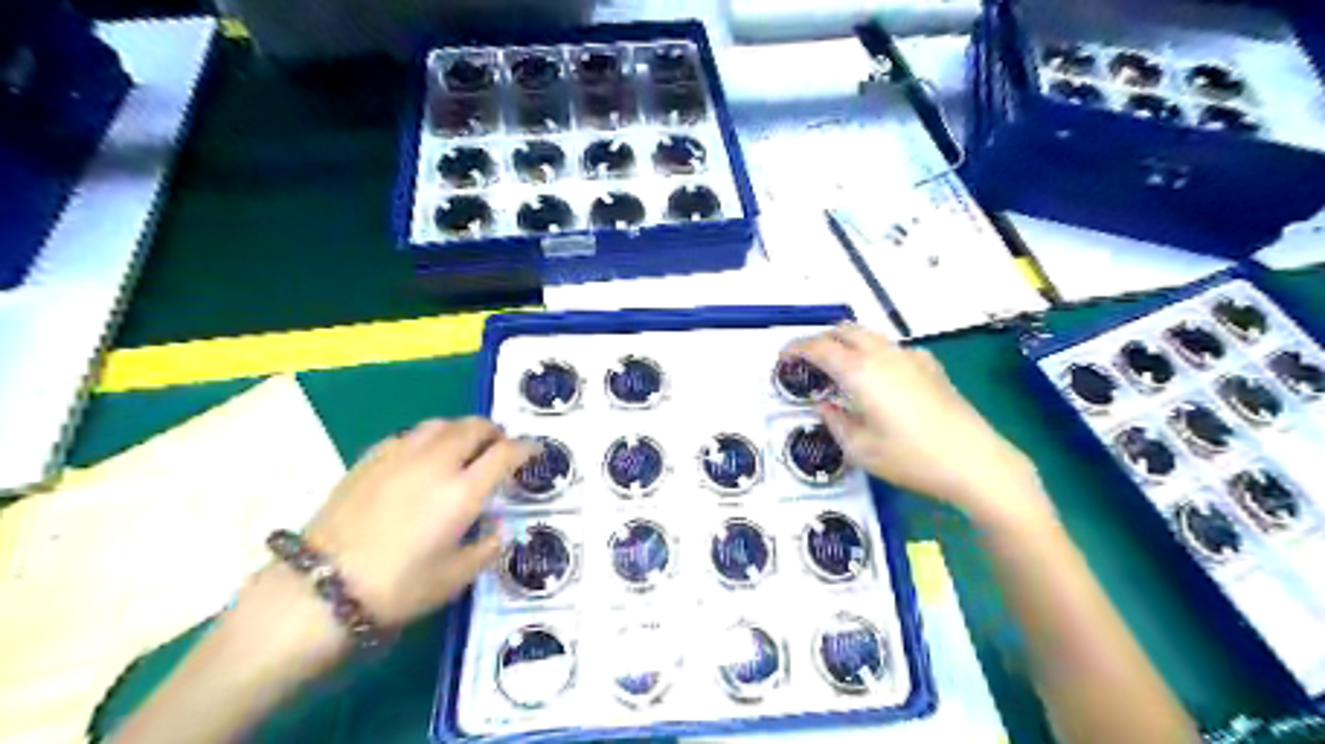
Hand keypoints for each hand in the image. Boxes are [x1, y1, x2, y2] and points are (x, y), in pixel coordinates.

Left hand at [298, 419, 531, 627]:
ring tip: (465, 446)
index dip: (526, 448)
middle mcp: (436, 463)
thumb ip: (488, 547)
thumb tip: (499, 526)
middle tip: (500, 447)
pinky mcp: (371, 458)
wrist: (320, 589)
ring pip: (441, 424)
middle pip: (474, 427)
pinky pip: (410, 434)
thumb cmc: (398, 588)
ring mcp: (400, 456)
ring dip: (462, 429)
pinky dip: (429, 438)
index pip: (505, 454)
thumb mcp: (456, 578)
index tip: (535, 450)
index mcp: (463, 492)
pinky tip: (424, 456)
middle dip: (495, 432)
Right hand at [786, 325, 1057, 527]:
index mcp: (860, 372)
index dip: (796, 348)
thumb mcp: (860, 449)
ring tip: (837, 368)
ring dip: (847, 343)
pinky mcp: (930, 366)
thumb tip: (825, 404)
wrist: (976, 462)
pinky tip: (876, 378)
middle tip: (807, 361)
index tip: (783, 357)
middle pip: (845, 330)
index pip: (820, 347)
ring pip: (869, 335)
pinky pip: (891, 347)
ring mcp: (910, 356)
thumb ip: (835, 421)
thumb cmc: (911, 458)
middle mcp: (883, 354)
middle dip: (821, 339)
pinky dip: (872, 352)